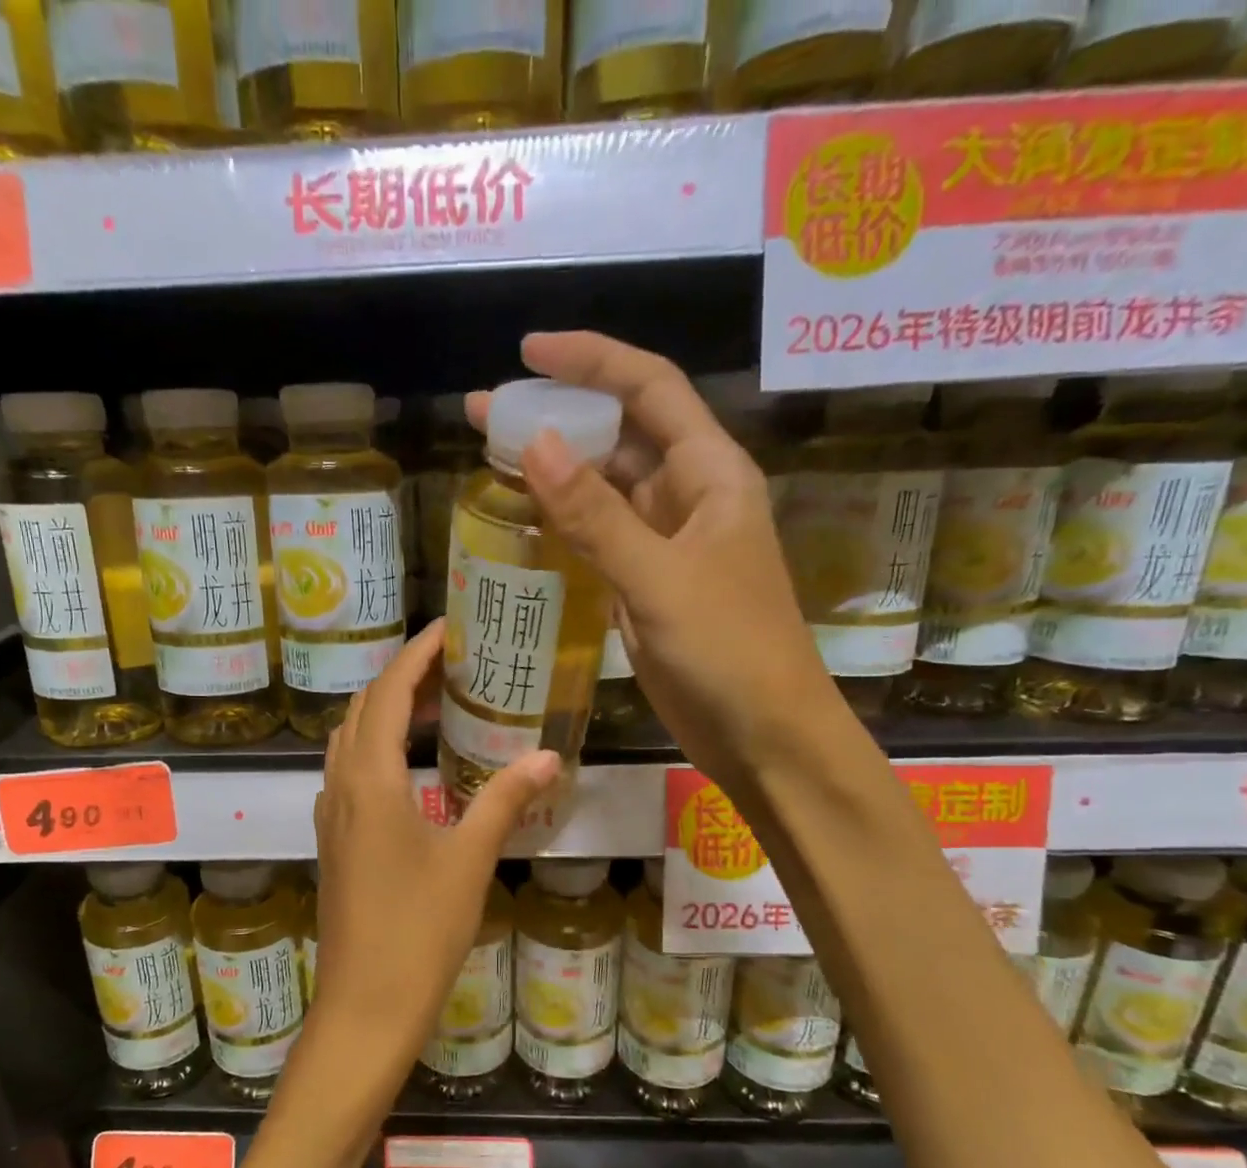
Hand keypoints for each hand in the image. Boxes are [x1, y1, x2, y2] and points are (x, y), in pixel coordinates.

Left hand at [307, 622, 557, 1078]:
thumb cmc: (418, 931)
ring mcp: (331, 816)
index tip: (448, 628)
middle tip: (452, 665)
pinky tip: (414, 765)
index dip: (415, 654)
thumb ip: (503, 801)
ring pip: (351, 741)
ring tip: (436, 705)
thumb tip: (547, 756)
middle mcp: (340, 788)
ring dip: (386, 713)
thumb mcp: (469, 861)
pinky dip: (378, 749)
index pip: (386, 694)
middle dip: (401, 678)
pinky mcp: (336, 841)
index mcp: (370, 782)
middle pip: (362, 710)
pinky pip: (350, 773)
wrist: (365, 1005)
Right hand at [468, 331, 840, 785]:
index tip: (527, 352)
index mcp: (711, 475)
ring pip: (604, 490)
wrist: (764, 736)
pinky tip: (523, 519)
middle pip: (620, 436)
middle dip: (558, 415)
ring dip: (555, 472)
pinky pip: (599, 539)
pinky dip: (563, 524)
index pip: (650, 389)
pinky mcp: (647, 586)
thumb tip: (532, 441)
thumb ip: (595, 514)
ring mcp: (666, 545)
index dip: (592, 360)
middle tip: (483, 412)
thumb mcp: (659, 578)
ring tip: (490, 458)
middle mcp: (689, 498)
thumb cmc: (729, 651)